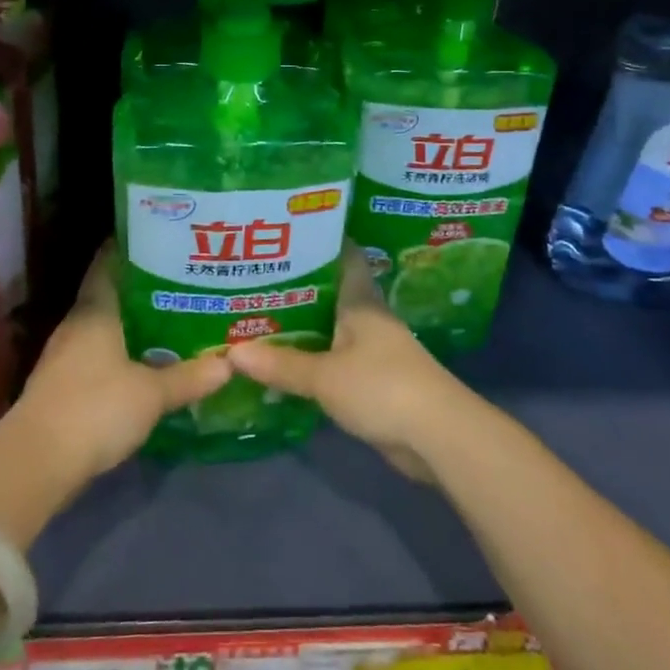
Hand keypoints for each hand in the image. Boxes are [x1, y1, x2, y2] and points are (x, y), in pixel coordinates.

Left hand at [8, 243, 230, 487]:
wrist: (36, 463)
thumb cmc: (95, 408)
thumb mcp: (151, 394)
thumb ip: (188, 377)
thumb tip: (229, 363)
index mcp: (95, 310)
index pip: (109, 263)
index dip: (131, 248)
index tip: (162, 239)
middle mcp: (77, 325)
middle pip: (111, 295)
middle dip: (144, 289)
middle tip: (183, 282)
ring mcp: (66, 356)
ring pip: (106, 328)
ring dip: (134, 325)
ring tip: (174, 320)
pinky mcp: (64, 386)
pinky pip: (100, 356)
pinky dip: (123, 354)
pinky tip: (148, 364)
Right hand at [226, 245, 478, 481]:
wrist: (438, 436)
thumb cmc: (383, 387)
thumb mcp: (325, 376)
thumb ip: (281, 364)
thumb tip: (232, 352)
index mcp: (360, 301)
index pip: (342, 256)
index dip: (317, 241)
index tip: (284, 233)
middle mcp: (367, 318)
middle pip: (328, 293)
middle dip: (293, 288)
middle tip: (250, 280)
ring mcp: (372, 350)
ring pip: (328, 329)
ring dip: (299, 327)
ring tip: (255, 318)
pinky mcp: (372, 381)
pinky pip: (333, 360)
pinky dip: (310, 359)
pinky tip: (281, 362)